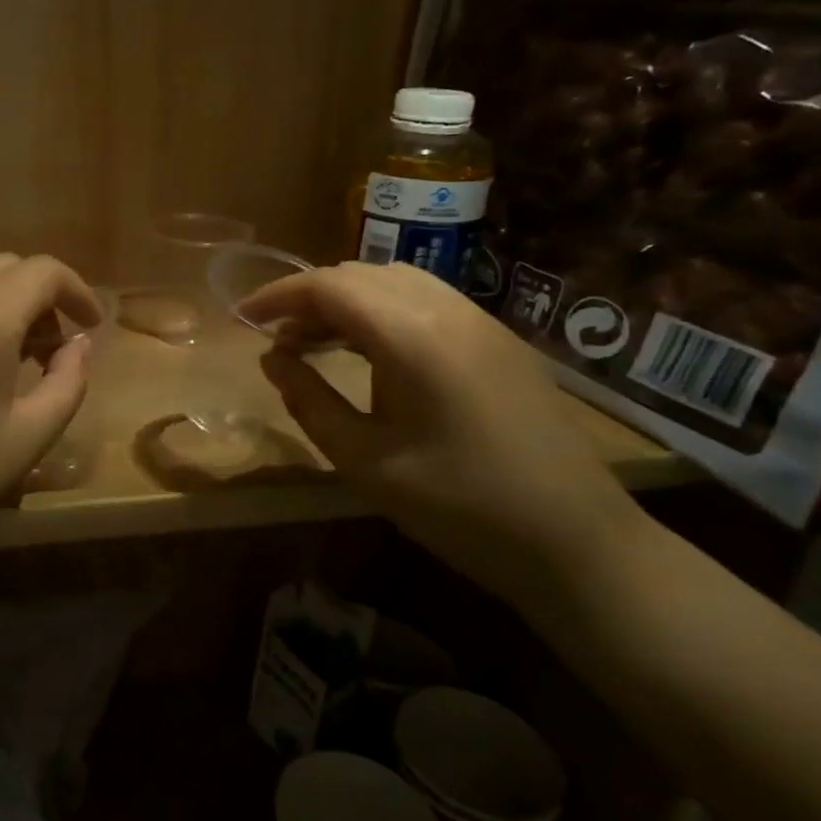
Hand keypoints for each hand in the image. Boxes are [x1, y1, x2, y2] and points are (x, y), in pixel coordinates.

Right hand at [236, 262, 647, 606]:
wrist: (578, 544)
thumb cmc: (459, 507)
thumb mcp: (364, 460)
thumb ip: (309, 400)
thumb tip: (272, 358)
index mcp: (411, 336)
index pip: (328, 286)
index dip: (276, 295)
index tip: (242, 318)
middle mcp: (448, 310)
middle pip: (360, 275)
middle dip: (308, 297)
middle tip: (276, 339)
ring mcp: (482, 322)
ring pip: (396, 283)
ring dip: (347, 302)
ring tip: (316, 343)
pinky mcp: (501, 341)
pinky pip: (428, 302)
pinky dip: (384, 312)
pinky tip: (372, 353)